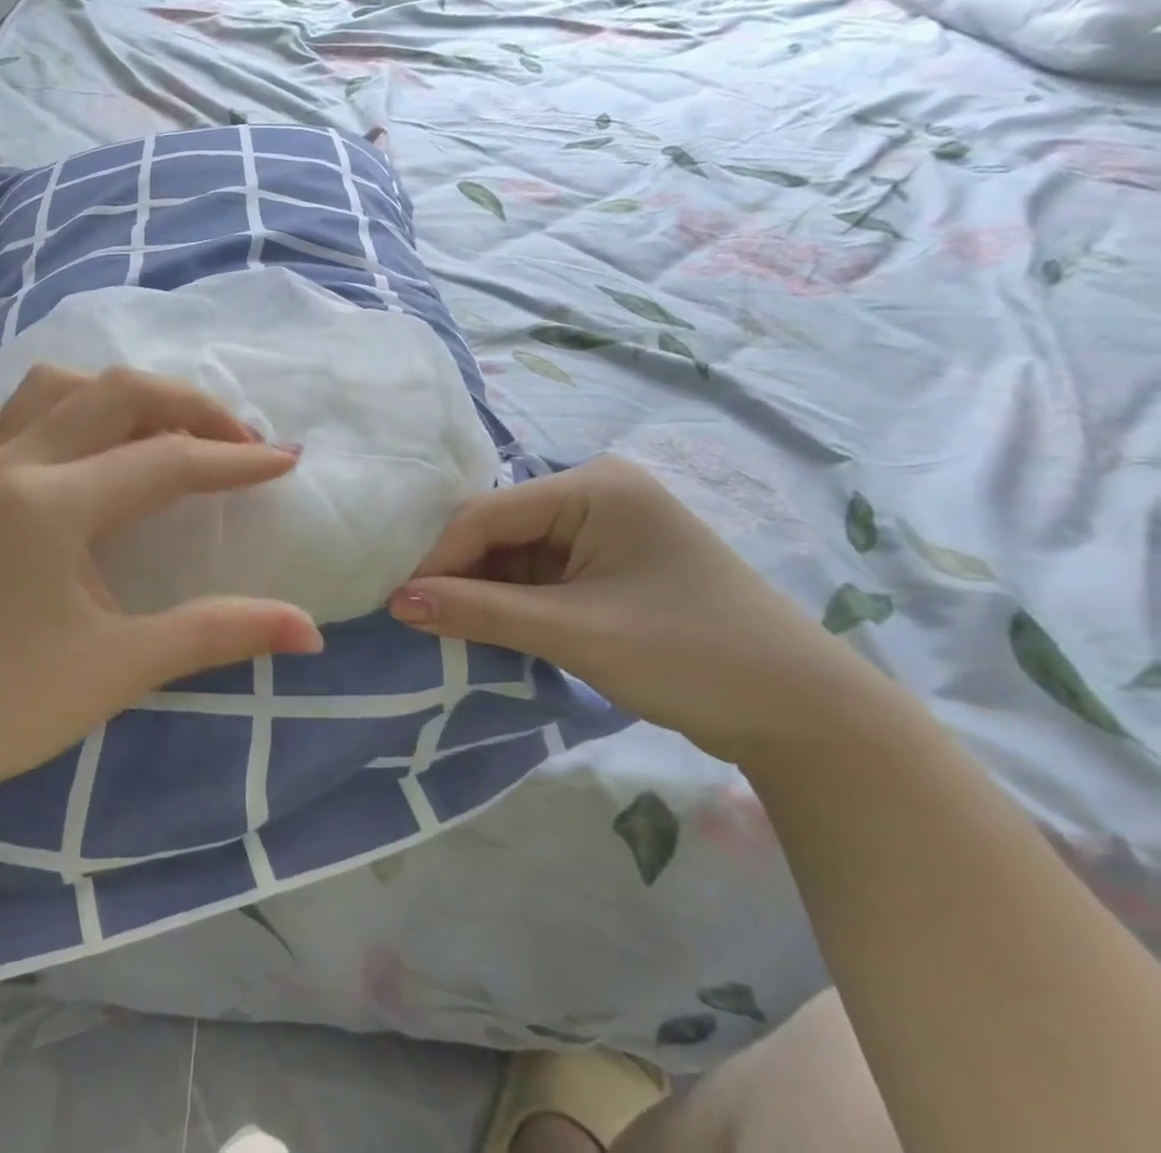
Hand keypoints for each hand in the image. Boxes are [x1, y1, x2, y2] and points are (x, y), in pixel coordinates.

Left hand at [0, 365, 322, 820]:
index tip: (286, 461)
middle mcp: (12, 463)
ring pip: (58, 386)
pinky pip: (15, 413)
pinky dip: (64, 407)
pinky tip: (85, 440)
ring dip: (122, 395)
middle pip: (116, 392)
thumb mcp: (121, 668)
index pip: (165, 461)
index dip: (234, 460)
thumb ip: (218, 634)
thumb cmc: (6, 707)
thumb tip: (310, 630)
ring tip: (165, 432)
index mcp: (51, 505)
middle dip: (189, 406)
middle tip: (238, 440)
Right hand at [389, 455, 889, 766]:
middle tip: (414, 621)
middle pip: (498, 530)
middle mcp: (596, 495)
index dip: (438, 558)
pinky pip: (539, 576)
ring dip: (483, 594)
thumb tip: (397, 603)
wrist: (807, 718)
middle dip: (459, 576)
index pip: (488, 514)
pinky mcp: (608, 566)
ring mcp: (604, 530)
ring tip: (444, 630)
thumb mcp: (575, 633)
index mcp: (594, 487)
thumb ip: (480, 612)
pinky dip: (512, 604)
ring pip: (514, 556)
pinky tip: (488, 630)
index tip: (398, 605)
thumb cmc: (692, 656)